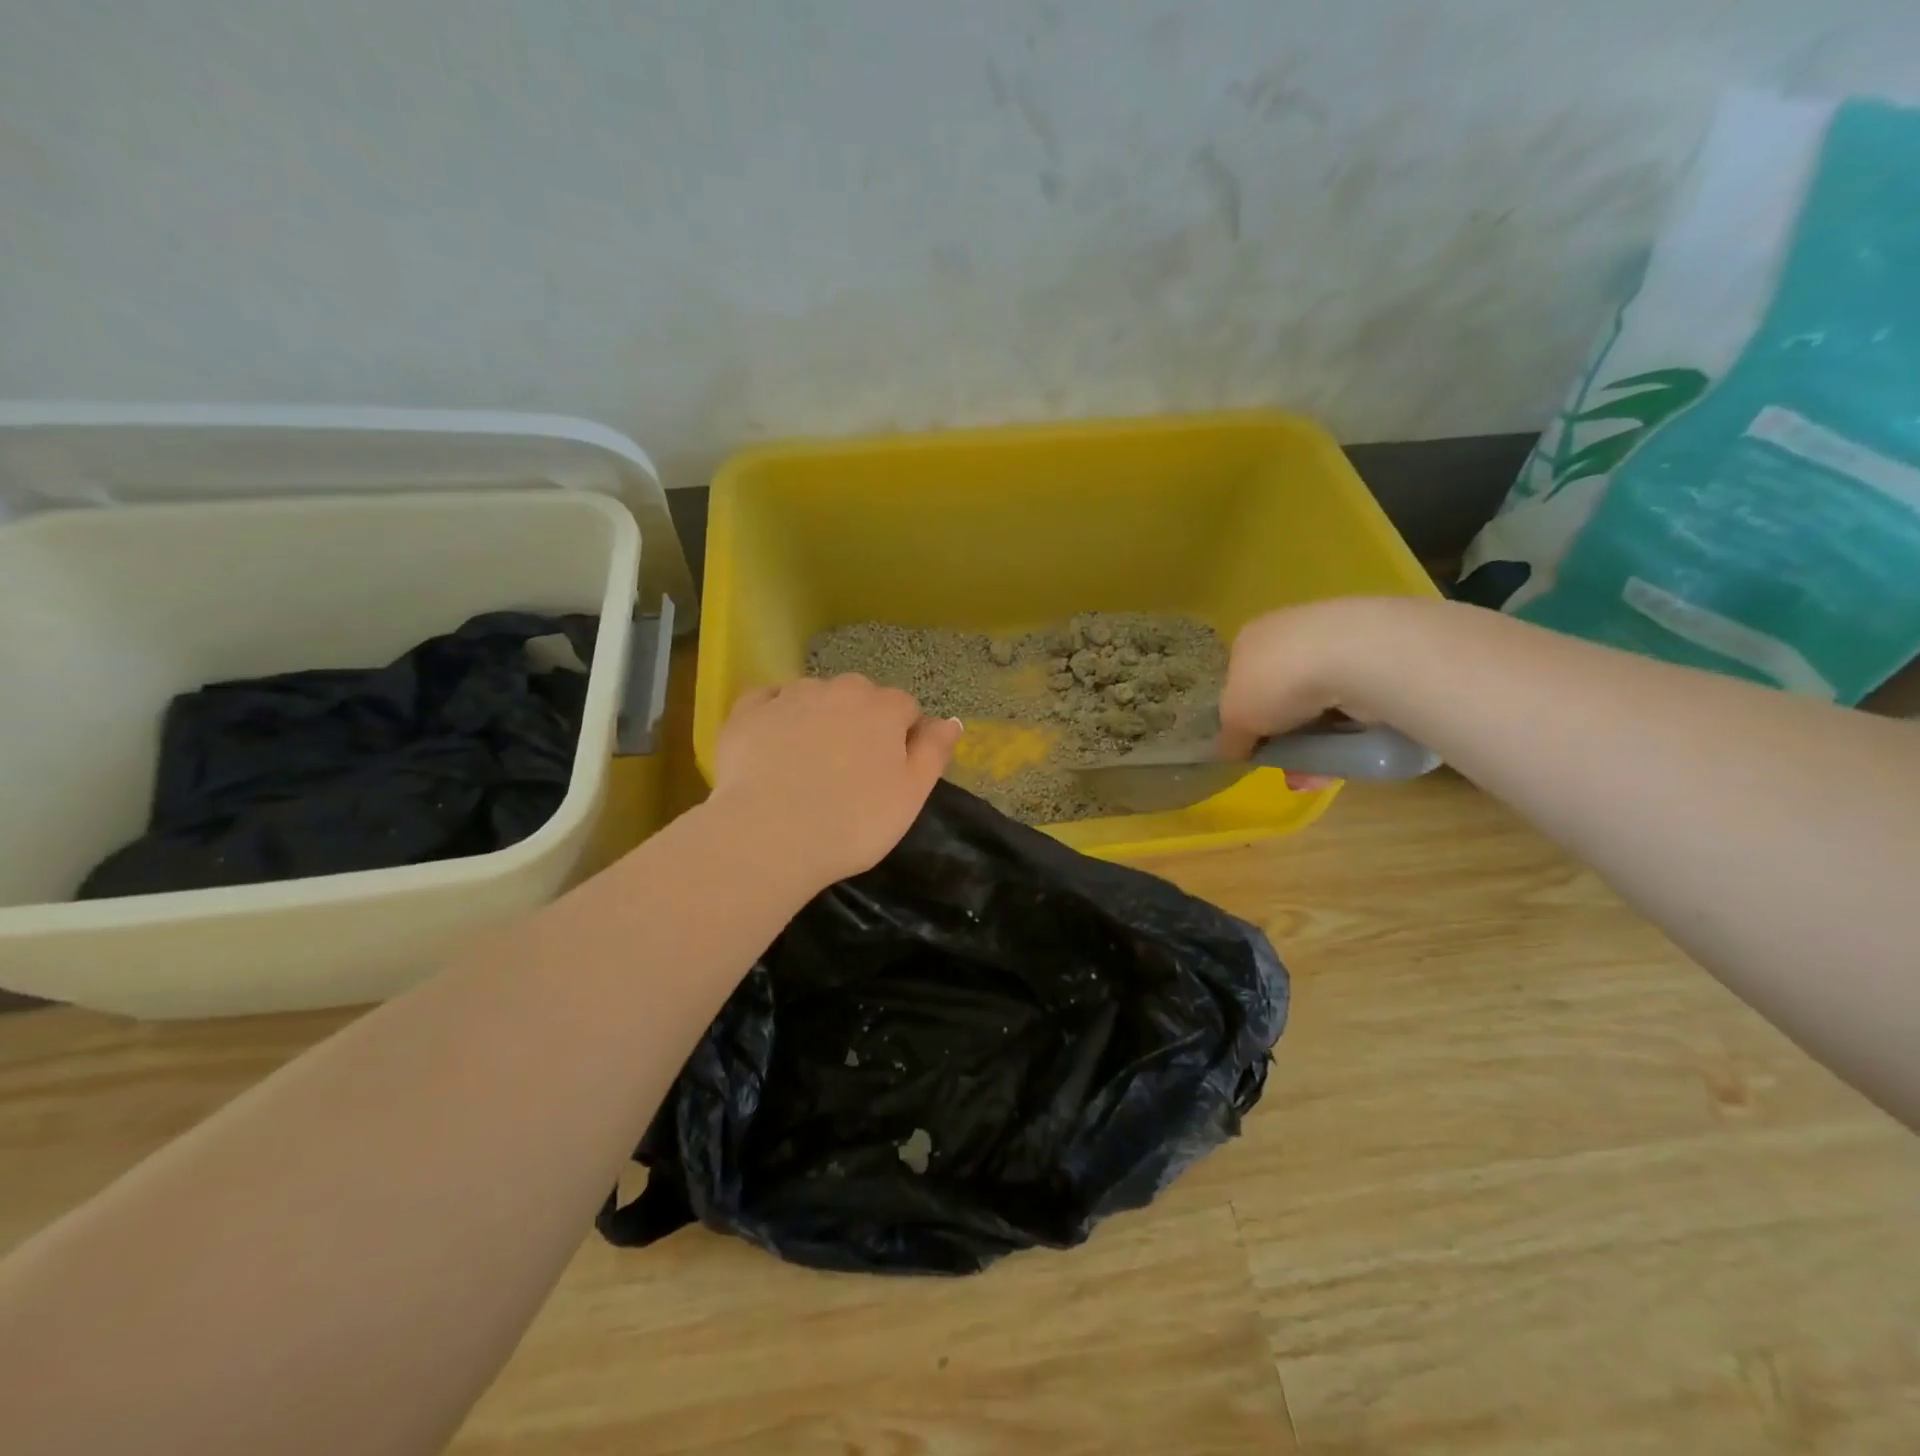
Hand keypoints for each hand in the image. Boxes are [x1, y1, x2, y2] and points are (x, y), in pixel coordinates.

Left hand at [709, 674, 964, 887]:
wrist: (770, 835)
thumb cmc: (853, 822)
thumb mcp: (911, 795)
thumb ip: (934, 752)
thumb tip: (951, 720)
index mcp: (884, 708)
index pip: (905, 708)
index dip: (903, 736)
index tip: (892, 770)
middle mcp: (839, 689)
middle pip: (860, 695)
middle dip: (861, 720)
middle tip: (851, 768)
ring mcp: (790, 696)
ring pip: (814, 695)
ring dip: (819, 715)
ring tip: (809, 761)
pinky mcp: (747, 712)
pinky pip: (768, 700)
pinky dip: (775, 714)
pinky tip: (773, 742)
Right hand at [1218, 600, 1377, 788]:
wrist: (1353, 658)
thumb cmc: (1275, 682)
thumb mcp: (1234, 719)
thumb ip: (1229, 738)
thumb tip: (1231, 750)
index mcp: (1249, 639)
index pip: (1240, 680)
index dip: (1245, 717)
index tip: (1253, 746)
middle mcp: (1289, 633)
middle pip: (1281, 698)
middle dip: (1285, 740)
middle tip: (1289, 769)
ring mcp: (1335, 643)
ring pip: (1319, 708)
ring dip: (1315, 747)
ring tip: (1315, 777)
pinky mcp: (1376, 658)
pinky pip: (1353, 708)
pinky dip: (1346, 736)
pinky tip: (1344, 760)